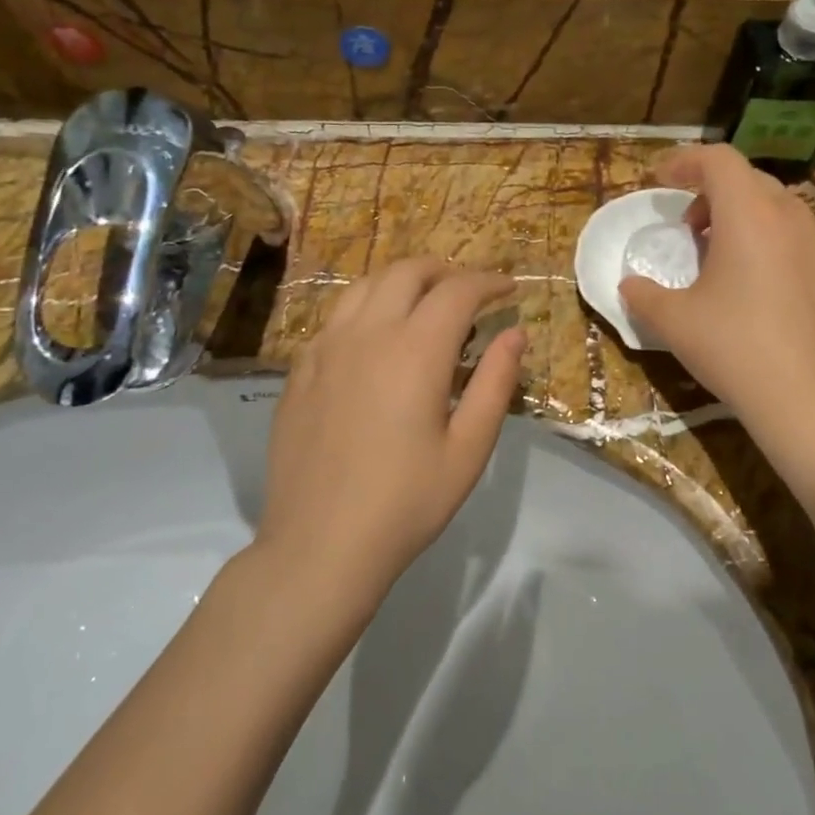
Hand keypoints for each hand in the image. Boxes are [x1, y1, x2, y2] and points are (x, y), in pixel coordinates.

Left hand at [258, 258, 526, 602]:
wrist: (320, 544)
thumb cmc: (406, 502)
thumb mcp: (469, 449)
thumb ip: (495, 383)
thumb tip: (514, 334)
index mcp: (415, 351)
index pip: (457, 291)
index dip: (488, 282)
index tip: (508, 289)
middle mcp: (367, 334)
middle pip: (407, 272)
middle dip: (445, 271)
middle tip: (470, 292)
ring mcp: (326, 348)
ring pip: (365, 285)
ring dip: (402, 282)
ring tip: (424, 304)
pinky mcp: (300, 369)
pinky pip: (337, 317)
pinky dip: (367, 308)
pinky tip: (376, 339)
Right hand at [618, 145, 814, 433]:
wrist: (810, 399)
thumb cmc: (735, 348)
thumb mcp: (674, 322)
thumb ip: (644, 296)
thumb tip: (629, 286)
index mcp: (749, 215)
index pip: (718, 160)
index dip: (683, 161)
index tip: (659, 180)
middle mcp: (790, 218)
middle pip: (748, 180)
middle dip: (711, 192)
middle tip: (687, 229)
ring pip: (777, 209)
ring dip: (741, 218)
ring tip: (719, 258)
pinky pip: (796, 240)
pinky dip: (768, 244)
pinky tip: (755, 290)